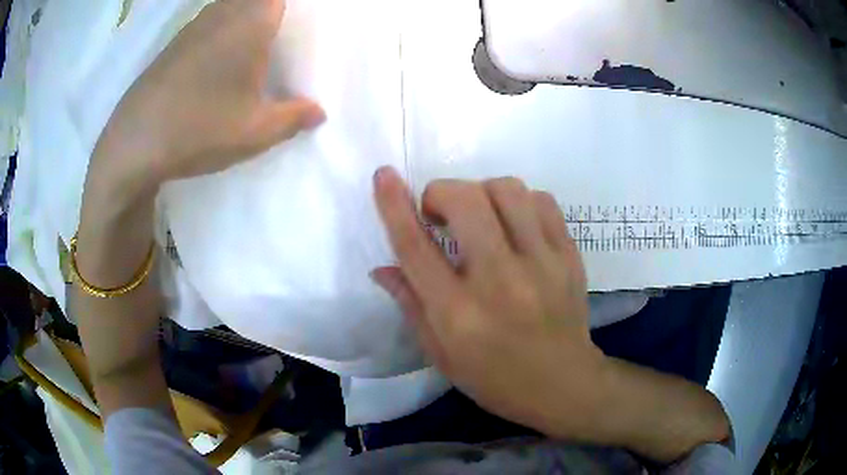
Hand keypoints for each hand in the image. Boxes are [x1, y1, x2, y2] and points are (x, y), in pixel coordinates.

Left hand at [91, 0, 323, 198]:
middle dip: (270, 10)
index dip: (289, 5)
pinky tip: (216, 63)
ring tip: (253, 47)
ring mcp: (193, 26)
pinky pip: (207, 23)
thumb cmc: (200, 128)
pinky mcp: (173, 45)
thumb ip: (293, 118)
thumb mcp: (255, 131)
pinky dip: (220, 30)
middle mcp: (223, 13)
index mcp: (251, 21)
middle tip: (281, 35)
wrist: (134, 145)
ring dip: (244, 17)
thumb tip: (318, 113)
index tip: (298, 19)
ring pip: (229, 6)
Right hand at [372, 167, 730, 461]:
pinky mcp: (572, 255)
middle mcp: (499, 282)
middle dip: (443, 194)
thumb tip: (386, 266)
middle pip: (463, 202)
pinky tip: (518, 226)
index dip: (396, 205)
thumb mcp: (444, 355)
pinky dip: (521, 203)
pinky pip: (541, 203)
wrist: (572, 388)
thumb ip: (413, 305)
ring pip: (507, 192)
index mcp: (460, 314)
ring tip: (482, 219)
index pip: (417, 246)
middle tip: (441, 212)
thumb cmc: (500, 381)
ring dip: (484, 195)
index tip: (383, 175)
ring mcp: (543, 265)